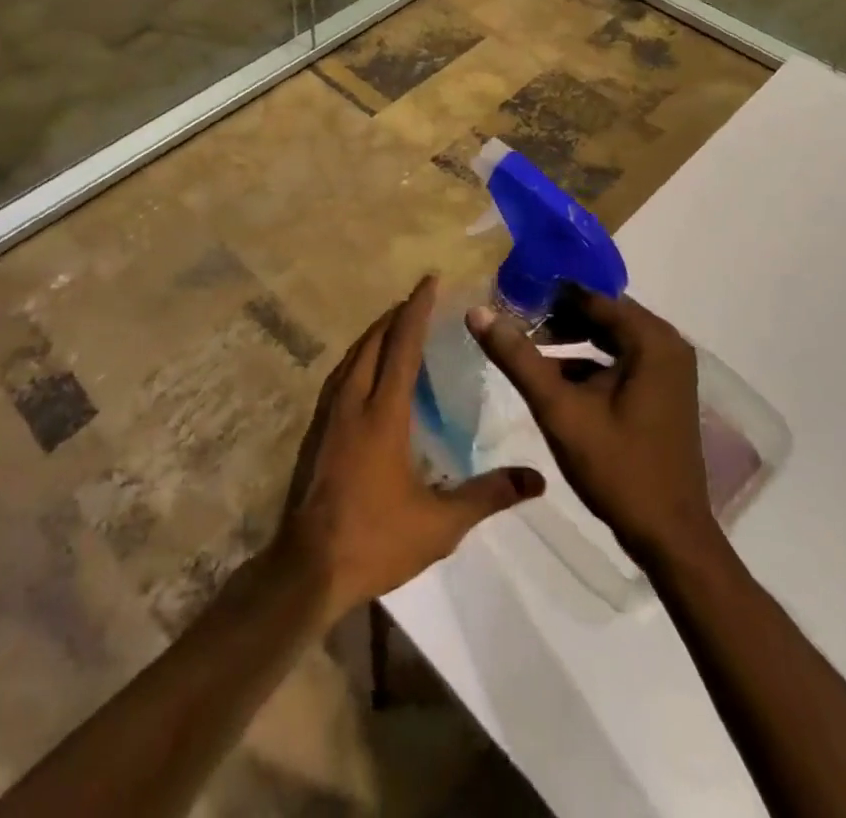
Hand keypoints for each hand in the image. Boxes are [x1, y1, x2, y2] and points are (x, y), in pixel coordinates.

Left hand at [276, 275, 544, 624]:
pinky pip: (339, 376)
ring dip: (374, 334)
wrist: (308, 566)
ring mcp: (329, 414)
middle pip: (373, 342)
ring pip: (352, 357)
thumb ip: (488, 496)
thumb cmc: (375, 539)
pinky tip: (363, 371)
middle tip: (418, 301)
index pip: (402, 345)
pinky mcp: (316, 430)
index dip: (416, 309)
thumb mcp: (440, 524)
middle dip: (395, 315)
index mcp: (383, 413)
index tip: (429, 280)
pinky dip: (357, 358)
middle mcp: (353, 401)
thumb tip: (537, 479)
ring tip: (393, 326)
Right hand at [468, 291, 720, 565]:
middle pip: (600, 313)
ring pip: (607, 337)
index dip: (547, 293)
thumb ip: (518, 358)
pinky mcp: (661, 392)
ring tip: (523, 344)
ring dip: (568, 338)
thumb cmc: (618, 468)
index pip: (591, 295)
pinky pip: (617, 360)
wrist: (670, 538)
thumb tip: (477, 311)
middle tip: (511, 318)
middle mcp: (666, 345)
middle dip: (555, 315)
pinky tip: (550, 377)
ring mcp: (667, 370)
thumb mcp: (559, 410)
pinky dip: (585, 362)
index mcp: (651, 340)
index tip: (508, 293)